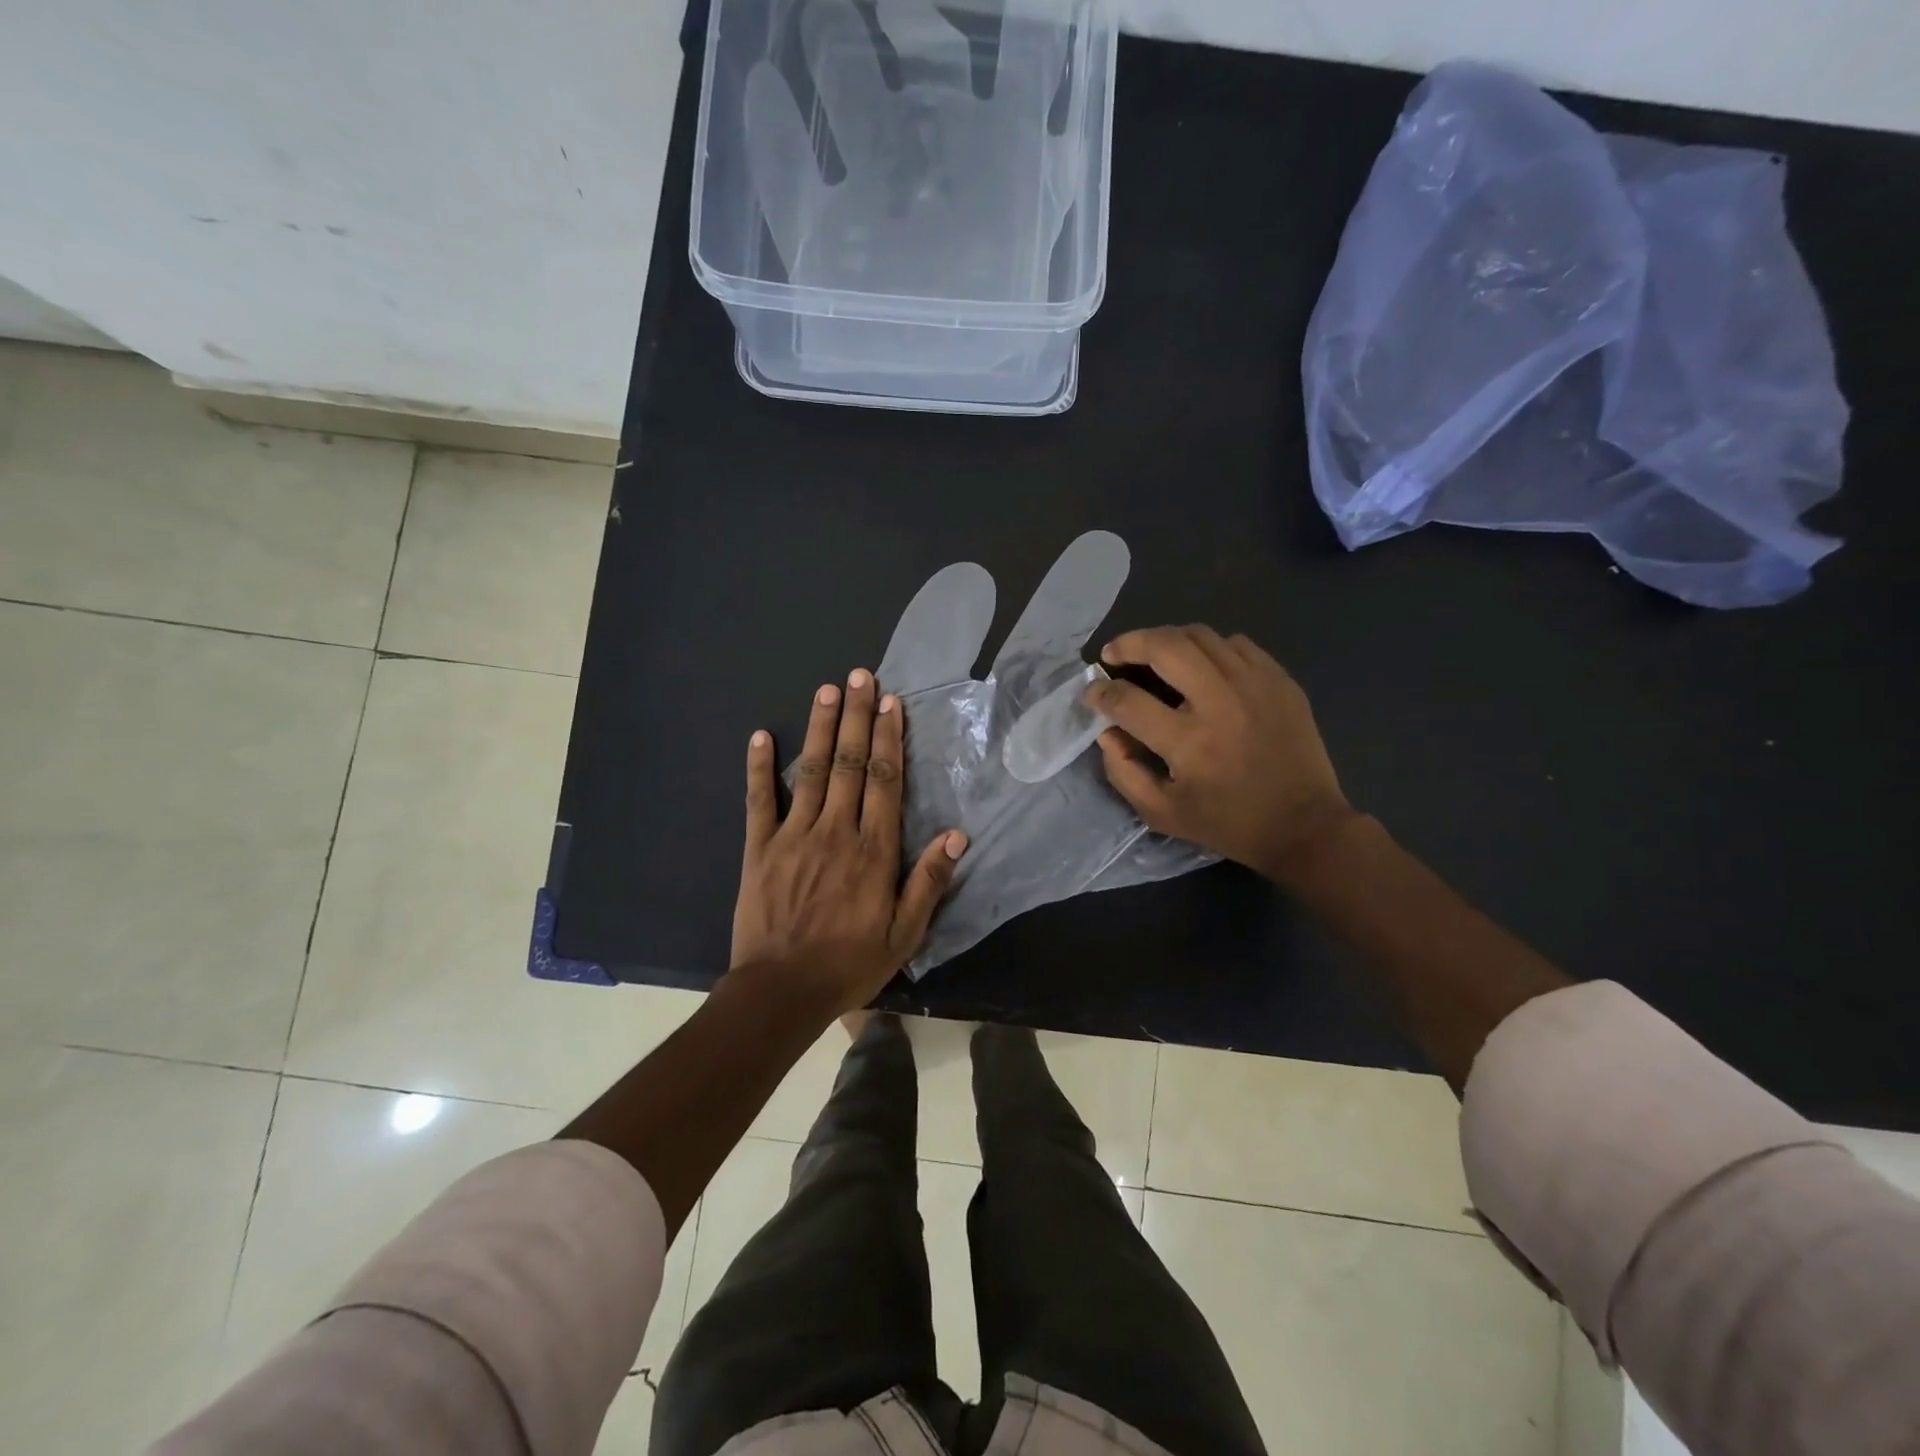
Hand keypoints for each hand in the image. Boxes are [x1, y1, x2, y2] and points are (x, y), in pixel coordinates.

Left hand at [730, 669, 966, 1017]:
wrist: (781, 992)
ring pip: (811, 771)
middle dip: (857, 717)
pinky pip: (759, 800)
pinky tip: (761, 736)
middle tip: (861, 676)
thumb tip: (956, 835)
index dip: (889, 738)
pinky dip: (759, 768)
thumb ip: (928, 882)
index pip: (884, 781)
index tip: (891, 703)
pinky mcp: (759, 848)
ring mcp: (793, 835)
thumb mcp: (904, 935)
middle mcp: (835, 831)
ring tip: (827, 689)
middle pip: (849, 763)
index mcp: (873, 850)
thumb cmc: (849, 964)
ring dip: (820, 727)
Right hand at [1086, 626, 1355, 878]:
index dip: (1100, 692)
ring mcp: (1255, 684)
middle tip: (1114, 654)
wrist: (1304, 825)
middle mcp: (1220, 702)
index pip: (1127, 701)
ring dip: (1166, 640)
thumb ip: (1123, 771)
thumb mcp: (1161, 813)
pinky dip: (1208, 648)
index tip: (1092, 693)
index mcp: (1189, 742)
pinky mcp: (1280, 680)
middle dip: (1129, 643)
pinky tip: (1201, 666)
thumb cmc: (1227, 823)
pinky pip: (1235, 644)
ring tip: (1153, 655)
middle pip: (1165, 645)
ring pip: (1200, 635)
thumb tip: (1106, 731)